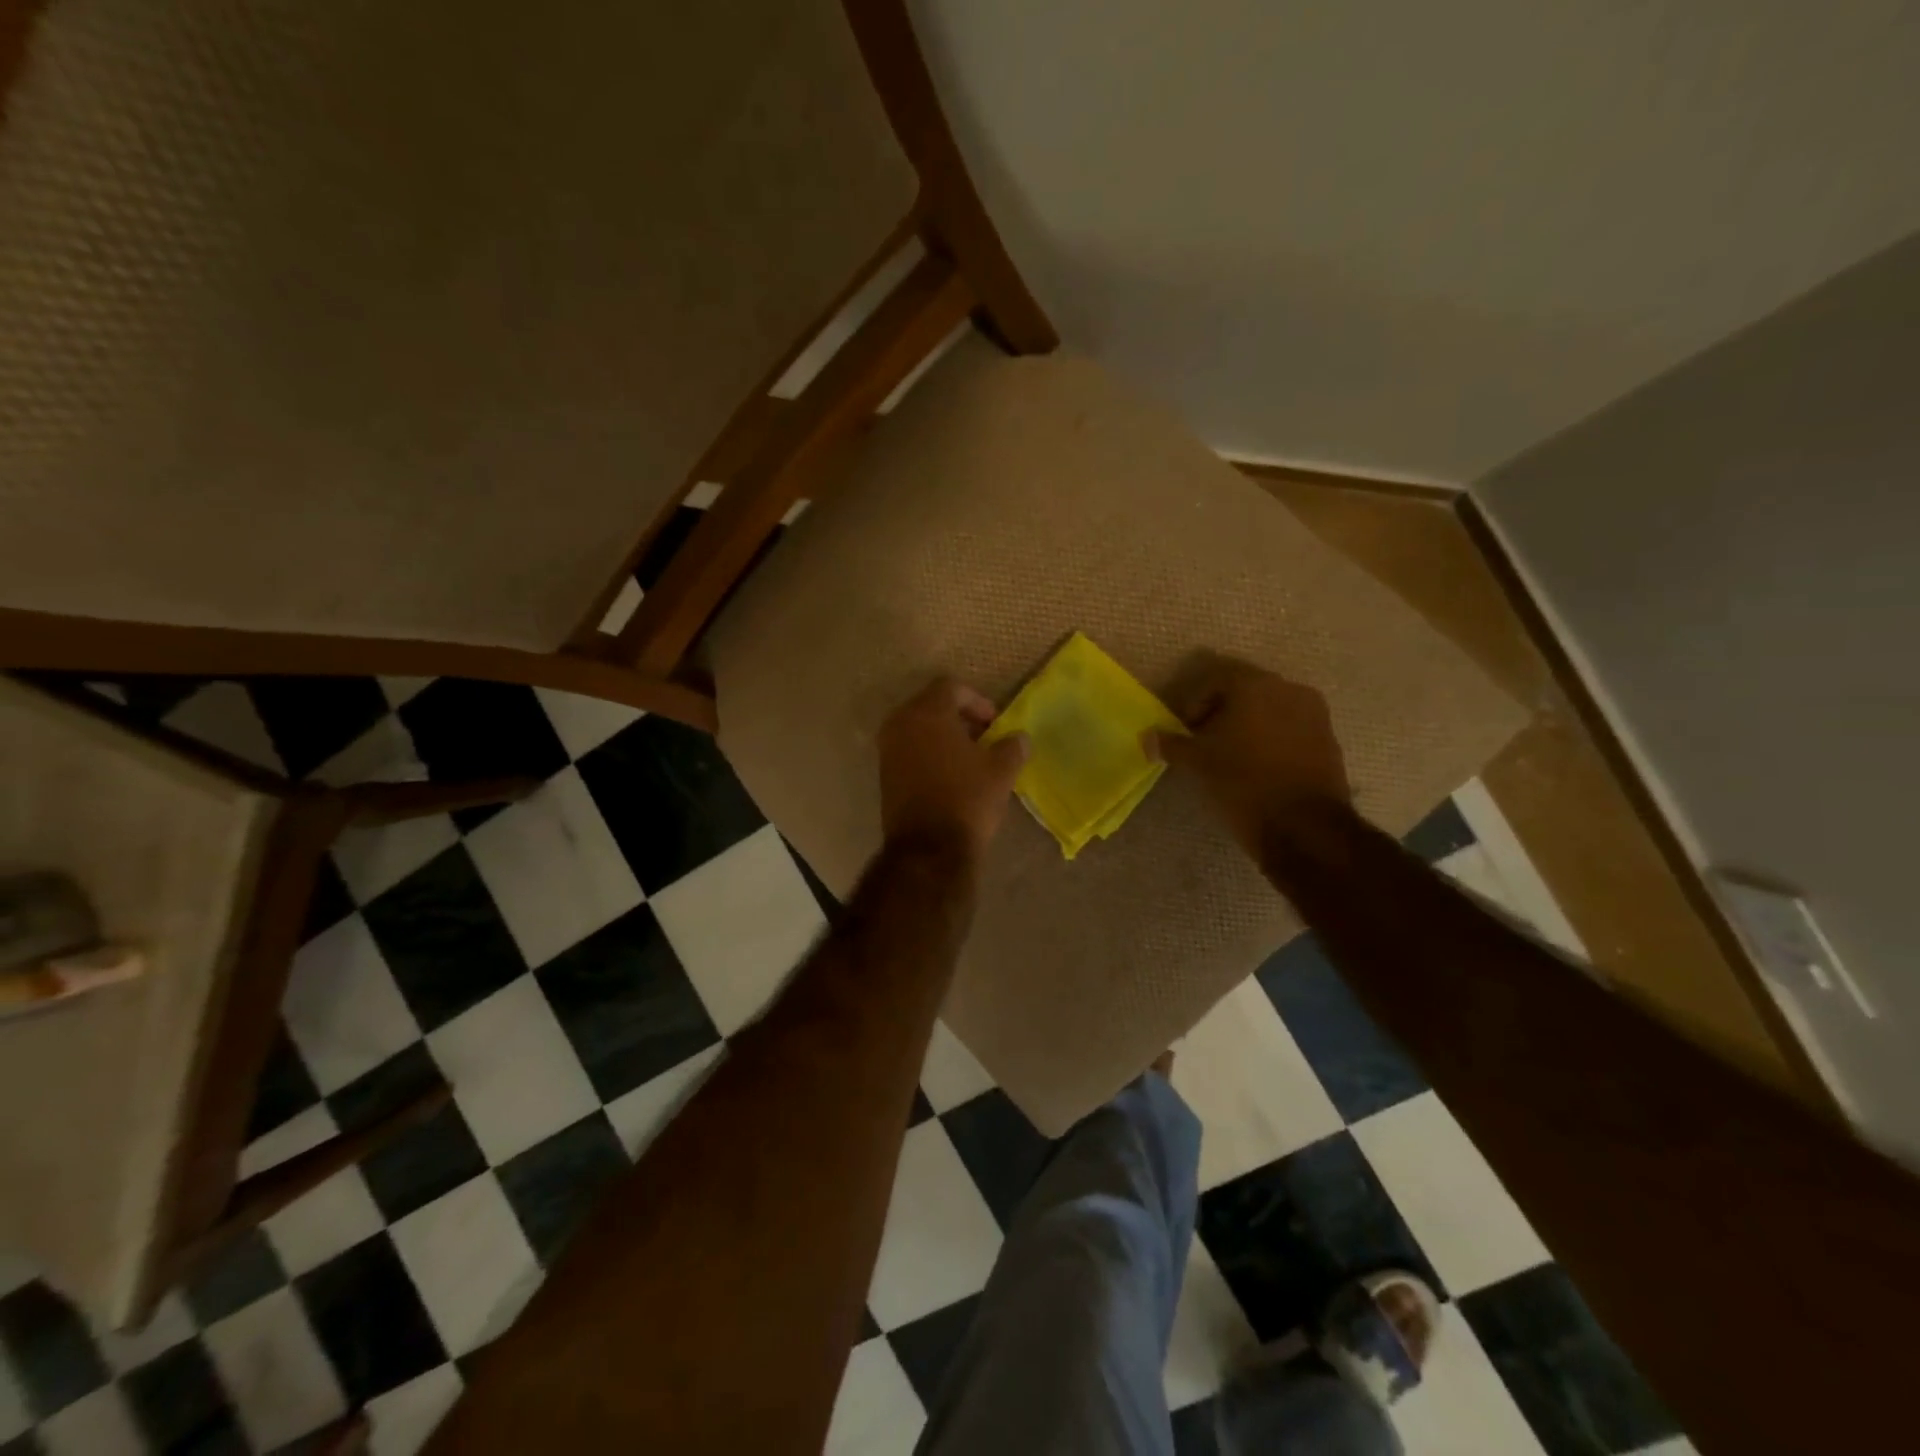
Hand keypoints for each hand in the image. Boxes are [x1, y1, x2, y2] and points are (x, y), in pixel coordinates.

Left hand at [879, 678, 1028, 860]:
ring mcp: (887, 750)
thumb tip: (1019, 738)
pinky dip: (928, 753)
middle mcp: (900, 724)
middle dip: (958, 717)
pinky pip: (908, 750)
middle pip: (930, 705)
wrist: (928, 849)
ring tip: (968, 758)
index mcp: (927, 712)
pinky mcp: (884, 775)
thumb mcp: (1001, 771)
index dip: (977, 700)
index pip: (950, 687)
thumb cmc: (967, 800)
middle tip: (982, 736)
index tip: (994, 723)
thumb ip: (1012, 747)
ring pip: (917, 728)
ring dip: (942, 736)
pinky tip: (949, 775)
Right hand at [1149, 653, 1351, 857]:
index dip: (1193, 702)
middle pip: (1245, 691)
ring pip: (1270, 710)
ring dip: (1247, 726)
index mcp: (1255, 685)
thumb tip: (1148, 737)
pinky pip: (1290, 730)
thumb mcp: (1197, 763)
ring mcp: (1315, 715)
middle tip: (1203, 741)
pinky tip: (1257, 768)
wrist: (1303, 826)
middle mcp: (1289, 689)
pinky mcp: (1329, 741)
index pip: (1215, 678)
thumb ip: (1171, 744)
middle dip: (1220, 712)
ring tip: (1230, 756)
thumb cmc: (1243, 783)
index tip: (1185, 730)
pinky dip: (1270, 741)